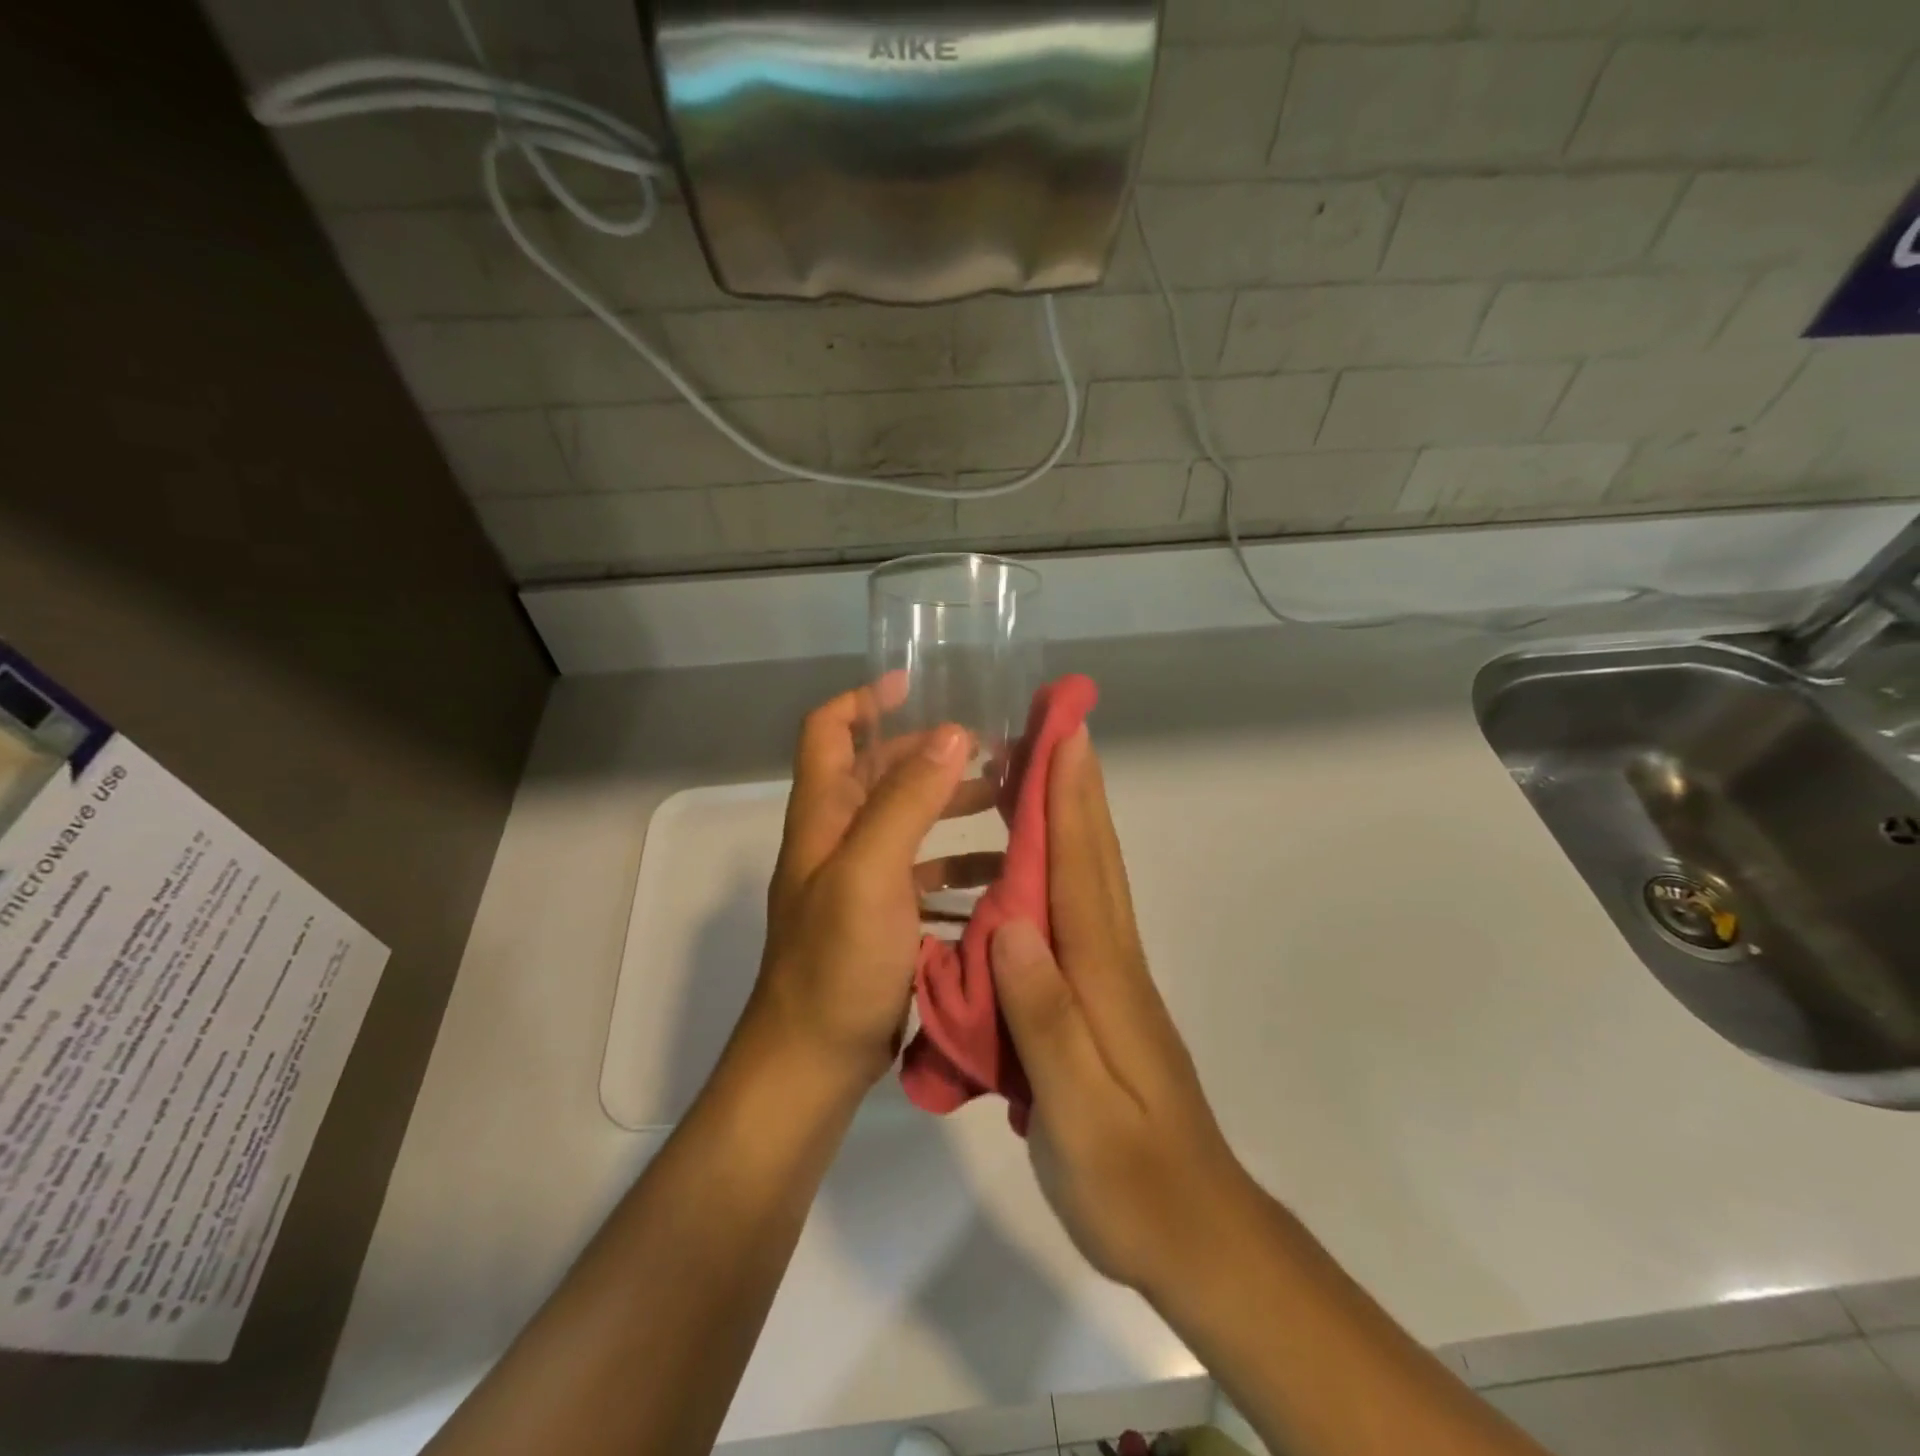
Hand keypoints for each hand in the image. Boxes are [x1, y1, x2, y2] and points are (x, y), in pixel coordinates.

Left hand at [747, 684, 971, 1092]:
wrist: (812, 1064)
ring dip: (953, 807)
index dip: (864, 699)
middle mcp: (838, 839)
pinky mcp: (883, 920)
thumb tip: (951, 733)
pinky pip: (924, 876)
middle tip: (994, 750)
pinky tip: (1000, 871)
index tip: (915, 684)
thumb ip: (907, 800)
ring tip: (1009, 802)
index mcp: (824, 815)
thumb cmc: (836, 963)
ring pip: (909, 824)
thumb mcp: (870, 873)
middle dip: (932, 755)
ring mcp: (860, 881)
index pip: (829, 731)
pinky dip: (958, 865)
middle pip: (881, 774)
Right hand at [990, 729, 1255, 1295]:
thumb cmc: (1132, 1180)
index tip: (1063, 734)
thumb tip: (1012, 924)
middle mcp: (1113, 963)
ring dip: (1070, 822)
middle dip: (1077, 788)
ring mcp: (1114, 982)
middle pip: (1095, 858)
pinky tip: (1030, 877)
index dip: (1071, 798)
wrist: (1200, 1236)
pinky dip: (1060, 874)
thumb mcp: (1077, 1110)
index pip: (1083, 868)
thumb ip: (1044, 1016)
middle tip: (1056, 730)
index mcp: (1103, 977)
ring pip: (1091, 881)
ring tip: (1034, 781)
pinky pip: (1077, 918)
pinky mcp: (1106, 1003)